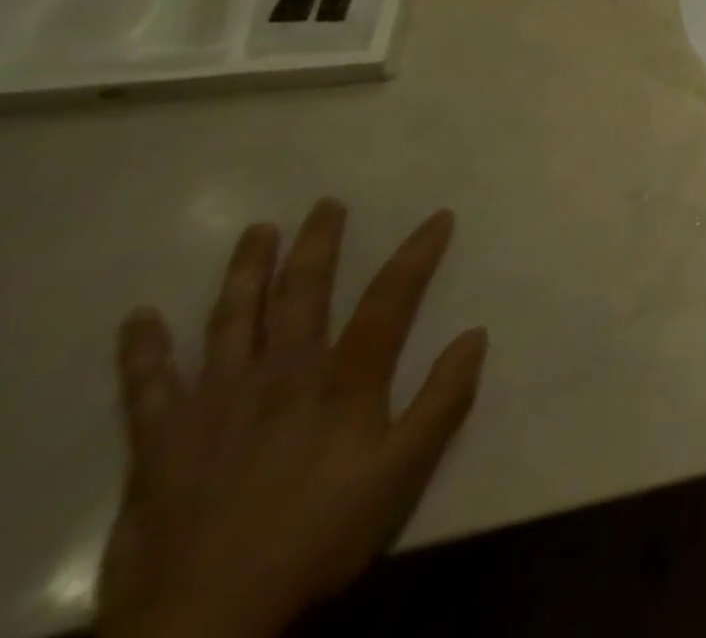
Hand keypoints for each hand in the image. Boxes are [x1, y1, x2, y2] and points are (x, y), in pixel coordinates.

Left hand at [96, 201, 487, 637]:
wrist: (203, 622)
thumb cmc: (318, 537)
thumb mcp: (403, 473)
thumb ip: (443, 402)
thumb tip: (474, 335)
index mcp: (342, 383)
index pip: (389, 300)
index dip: (416, 254)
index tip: (438, 216)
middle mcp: (280, 377)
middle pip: (302, 295)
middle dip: (318, 245)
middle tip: (326, 204)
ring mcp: (215, 406)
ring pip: (231, 322)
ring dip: (245, 273)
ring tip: (257, 231)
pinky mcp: (160, 444)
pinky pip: (147, 388)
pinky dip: (142, 351)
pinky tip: (138, 319)